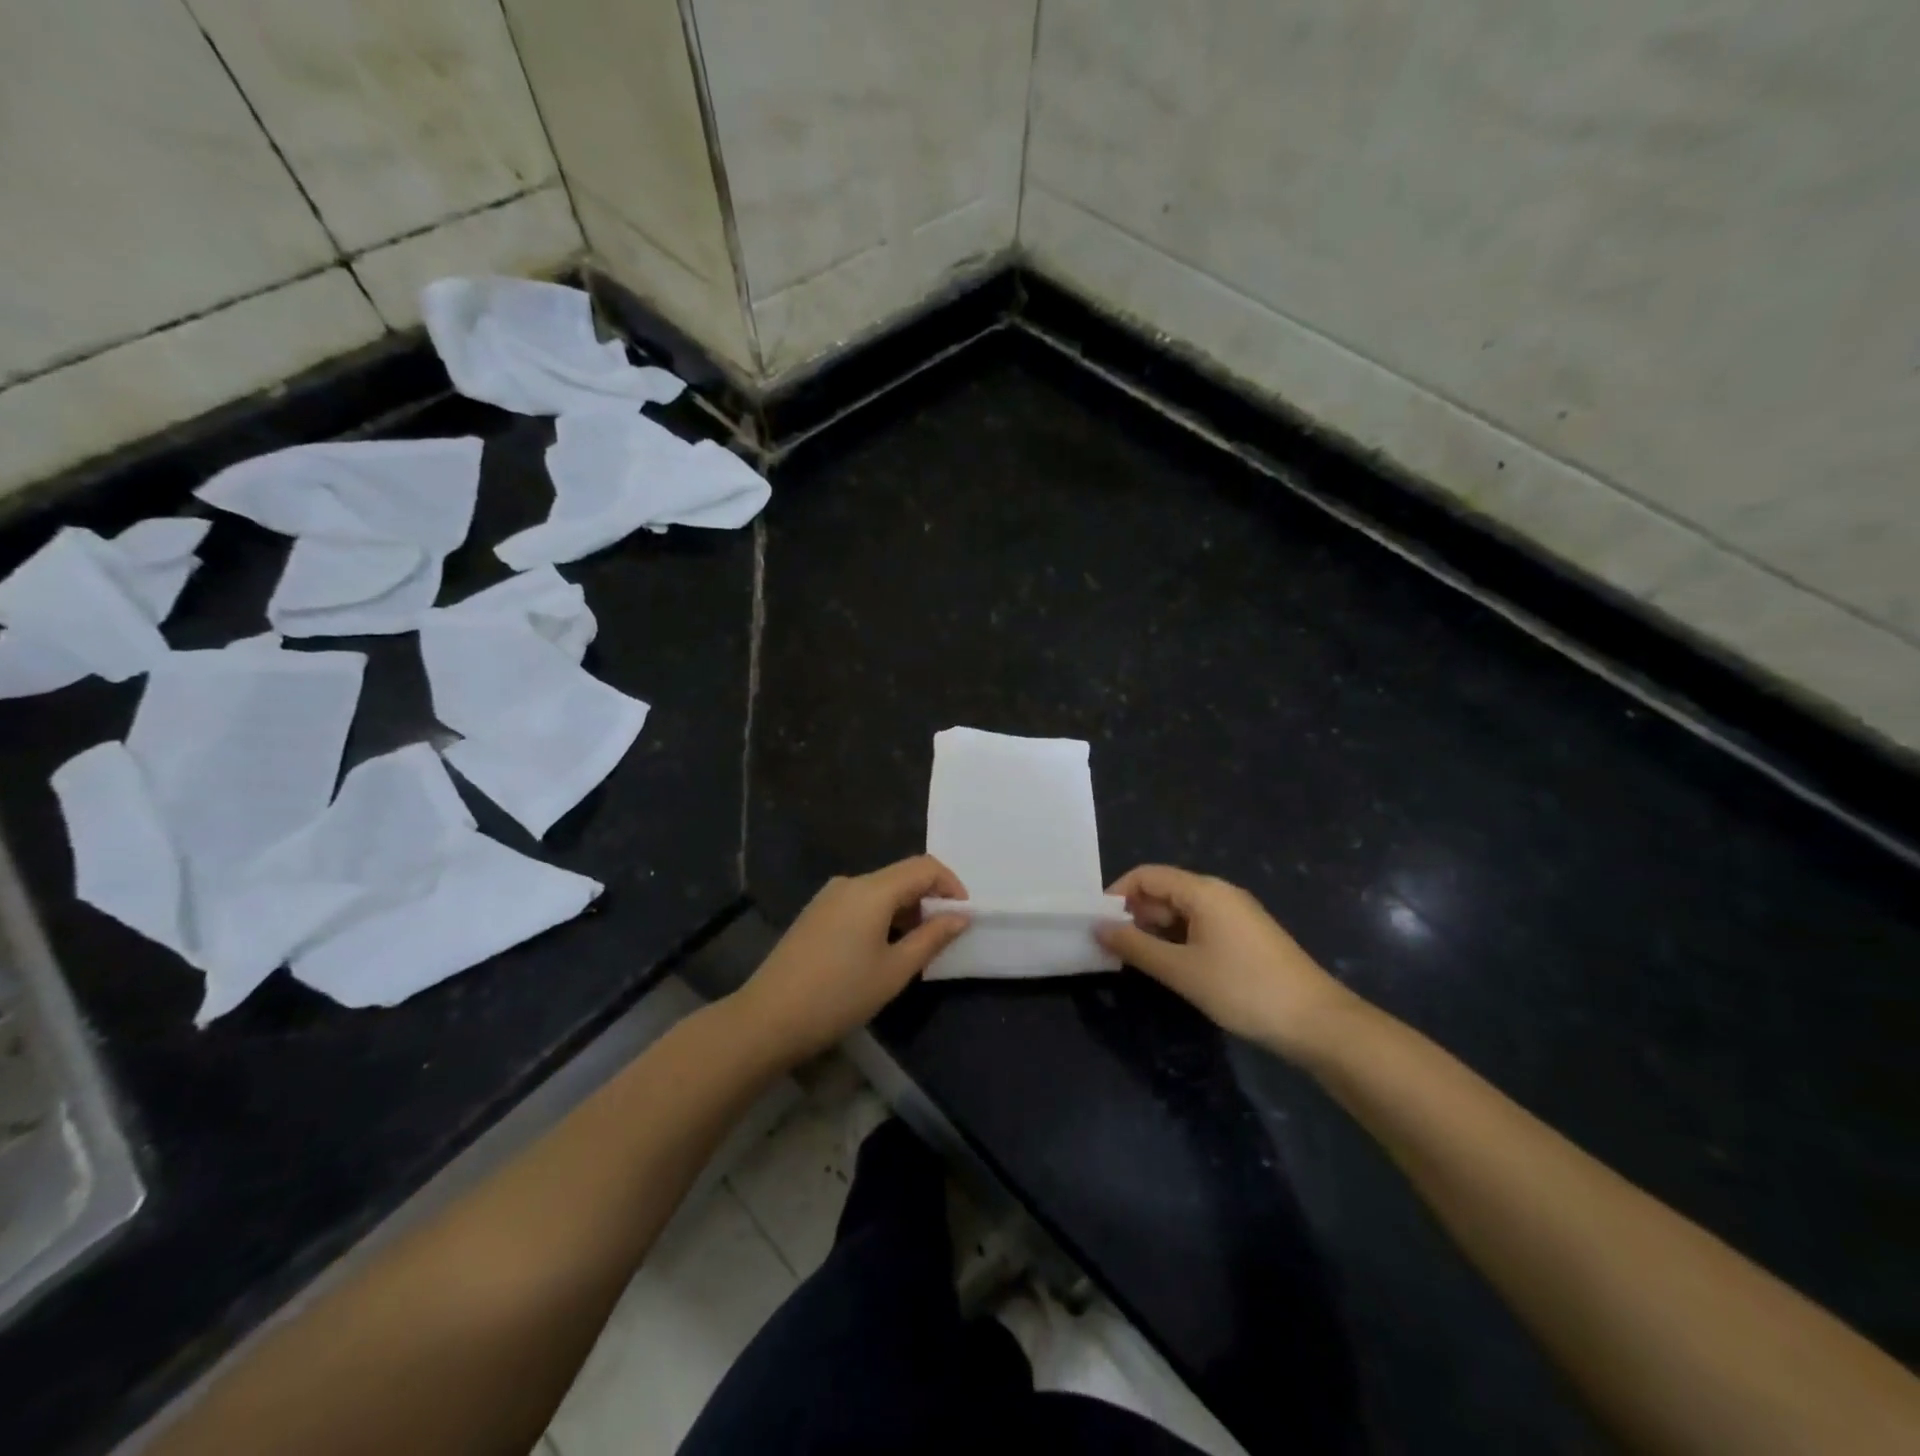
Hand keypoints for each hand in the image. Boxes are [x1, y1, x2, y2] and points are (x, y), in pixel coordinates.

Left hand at [734, 856, 968, 1064]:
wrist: (769, 1018)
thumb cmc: (840, 995)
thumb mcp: (895, 971)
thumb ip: (932, 938)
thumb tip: (961, 916)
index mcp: (873, 890)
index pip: (924, 867)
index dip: (951, 885)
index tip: (964, 915)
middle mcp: (850, 883)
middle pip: (901, 875)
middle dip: (929, 899)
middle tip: (943, 936)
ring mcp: (828, 897)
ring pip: (880, 890)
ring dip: (905, 909)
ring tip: (914, 948)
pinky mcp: (815, 913)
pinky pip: (860, 902)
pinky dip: (882, 916)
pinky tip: (881, 949)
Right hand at [1098, 865, 1362, 1058]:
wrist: (1317, 1022)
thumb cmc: (1243, 989)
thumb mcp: (1181, 970)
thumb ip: (1135, 946)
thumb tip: (1097, 927)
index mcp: (1204, 890)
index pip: (1147, 875)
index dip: (1117, 894)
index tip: (1097, 924)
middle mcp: (1219, 893)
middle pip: (1164, 890)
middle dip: (1135, 914)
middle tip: (1113, 948)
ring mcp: (1236, 914)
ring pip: (1182, 910)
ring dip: (1155, 929)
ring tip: (1137, 960)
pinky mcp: (1246, 935)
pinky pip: (1201, 925)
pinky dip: (1178, 939)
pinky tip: (1172, 966)